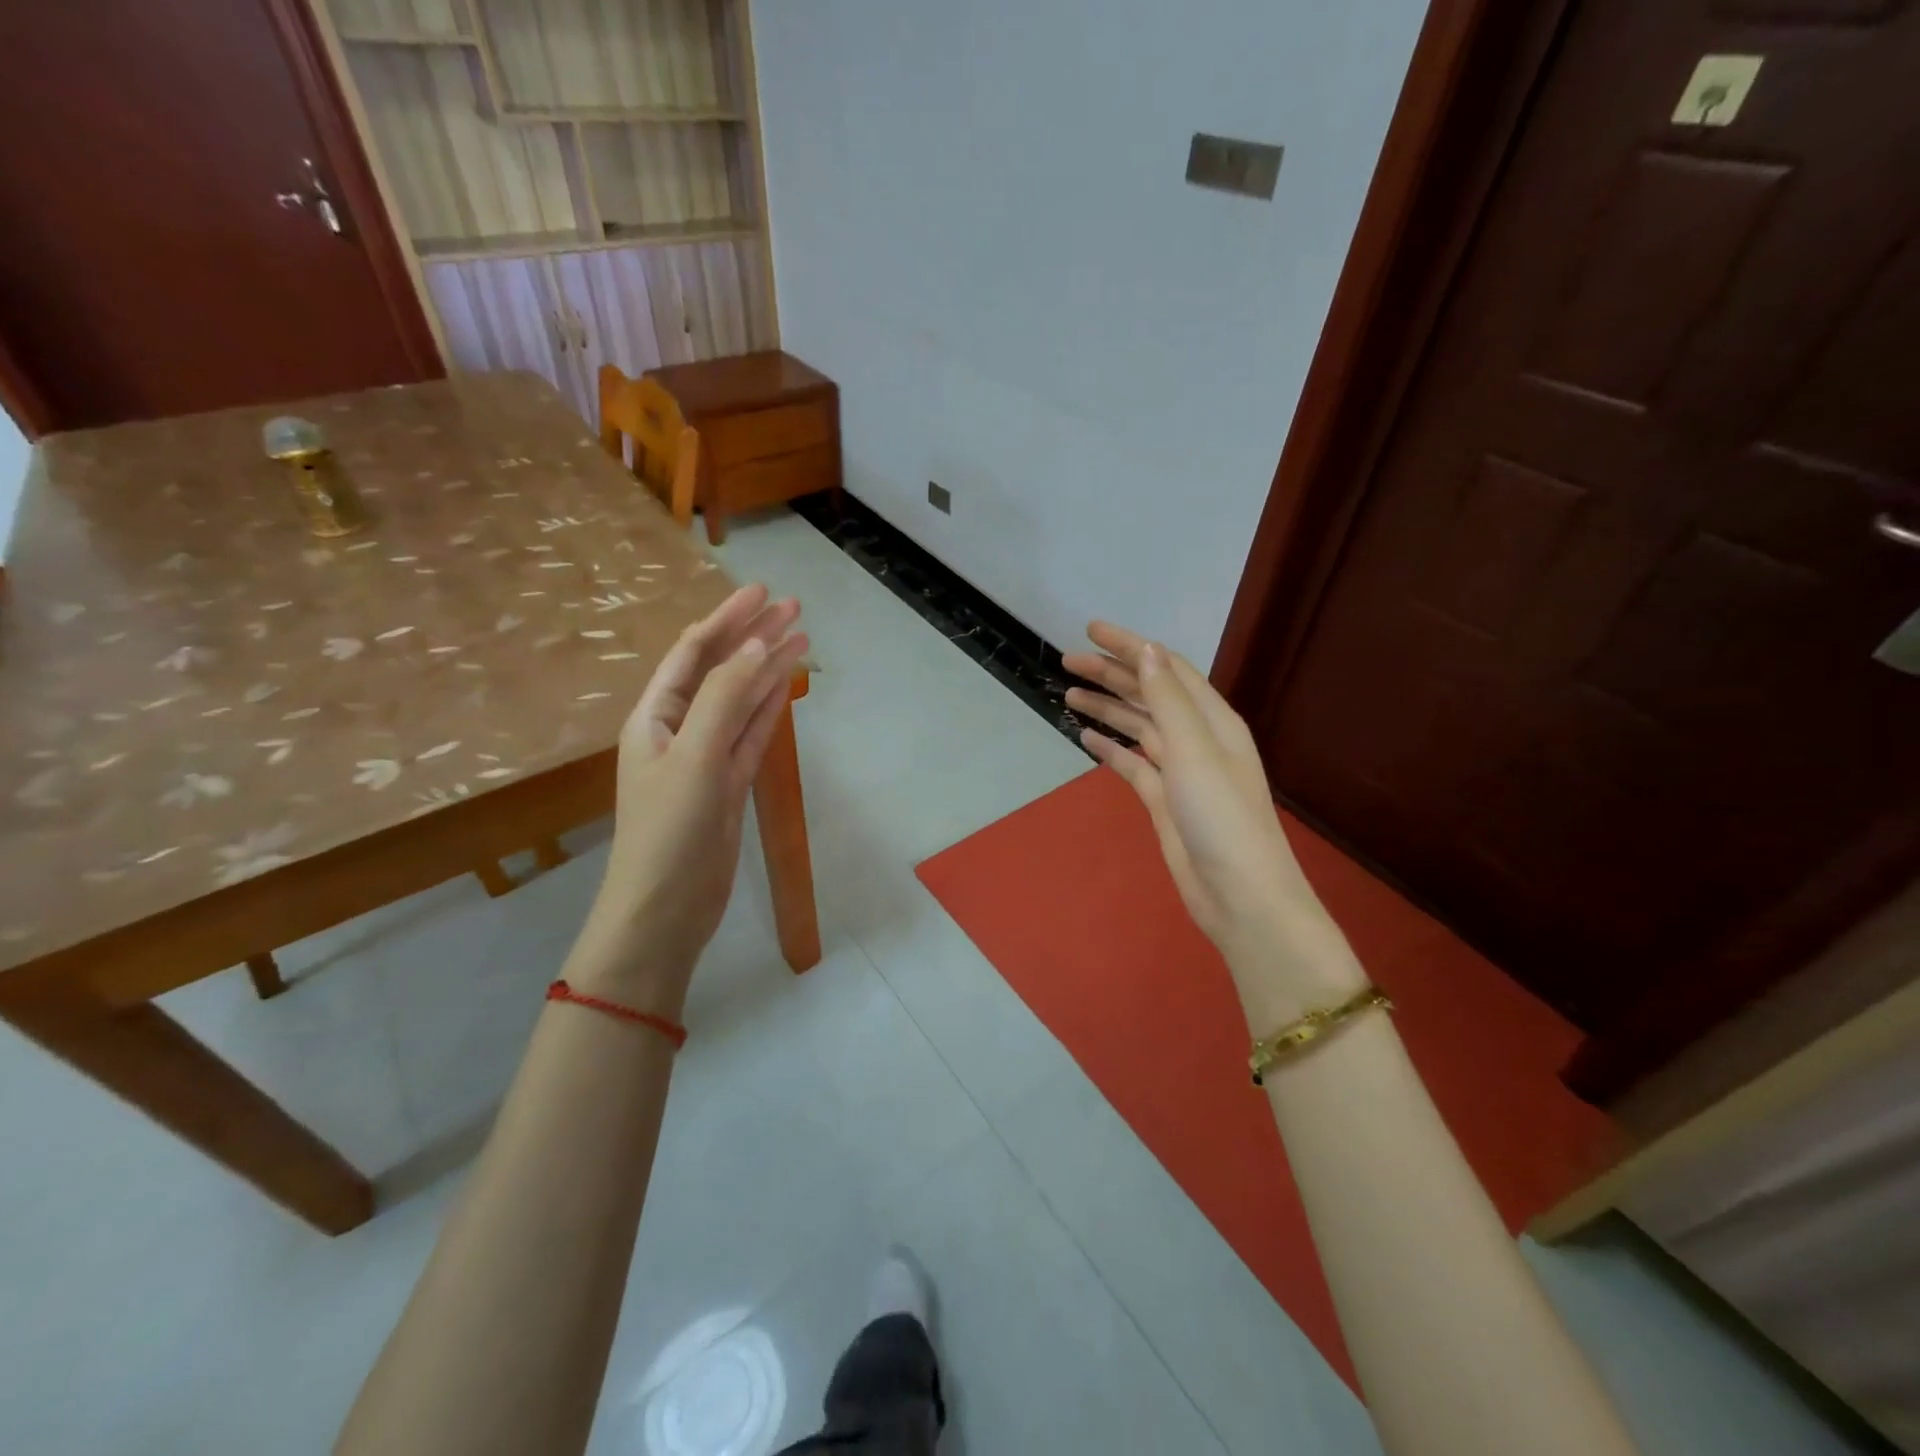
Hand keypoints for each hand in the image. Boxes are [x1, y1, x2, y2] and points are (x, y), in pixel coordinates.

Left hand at [576, 585, 808, 1011]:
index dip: (726, 618)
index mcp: (655, 716)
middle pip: (721, 670)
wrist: (666, 910)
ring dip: (768, 668)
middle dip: (753, 636)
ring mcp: (706, 757)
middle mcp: (679, 728)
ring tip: (803, 637)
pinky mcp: (728, 783)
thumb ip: (725, 697)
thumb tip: (757, 644)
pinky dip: (770, 707)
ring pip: (742, 701)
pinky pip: (751, 733)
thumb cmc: (668, 831)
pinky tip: (787, 684)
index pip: (693, 652)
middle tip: (795, 607)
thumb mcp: (693, 757)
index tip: (763, 591)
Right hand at [1063, 623, 1363, 1009]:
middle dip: (1111, 675)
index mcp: (1212, 720)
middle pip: (1149, 695)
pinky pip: (1133, 764)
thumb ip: (1169, 700)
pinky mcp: (1164, 801)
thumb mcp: (1195, 751)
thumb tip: (1147, 650)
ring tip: (1069, 694)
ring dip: (1107, 709)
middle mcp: (1197, 739)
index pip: (1166, 669)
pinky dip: (1110, 749)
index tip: (1090, 631)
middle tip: (1068, 662)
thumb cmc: (1223, 819)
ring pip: (1138, 728)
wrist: (1240, 896)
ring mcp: (1180, 771)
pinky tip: (1086, 739)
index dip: (1131, 647)